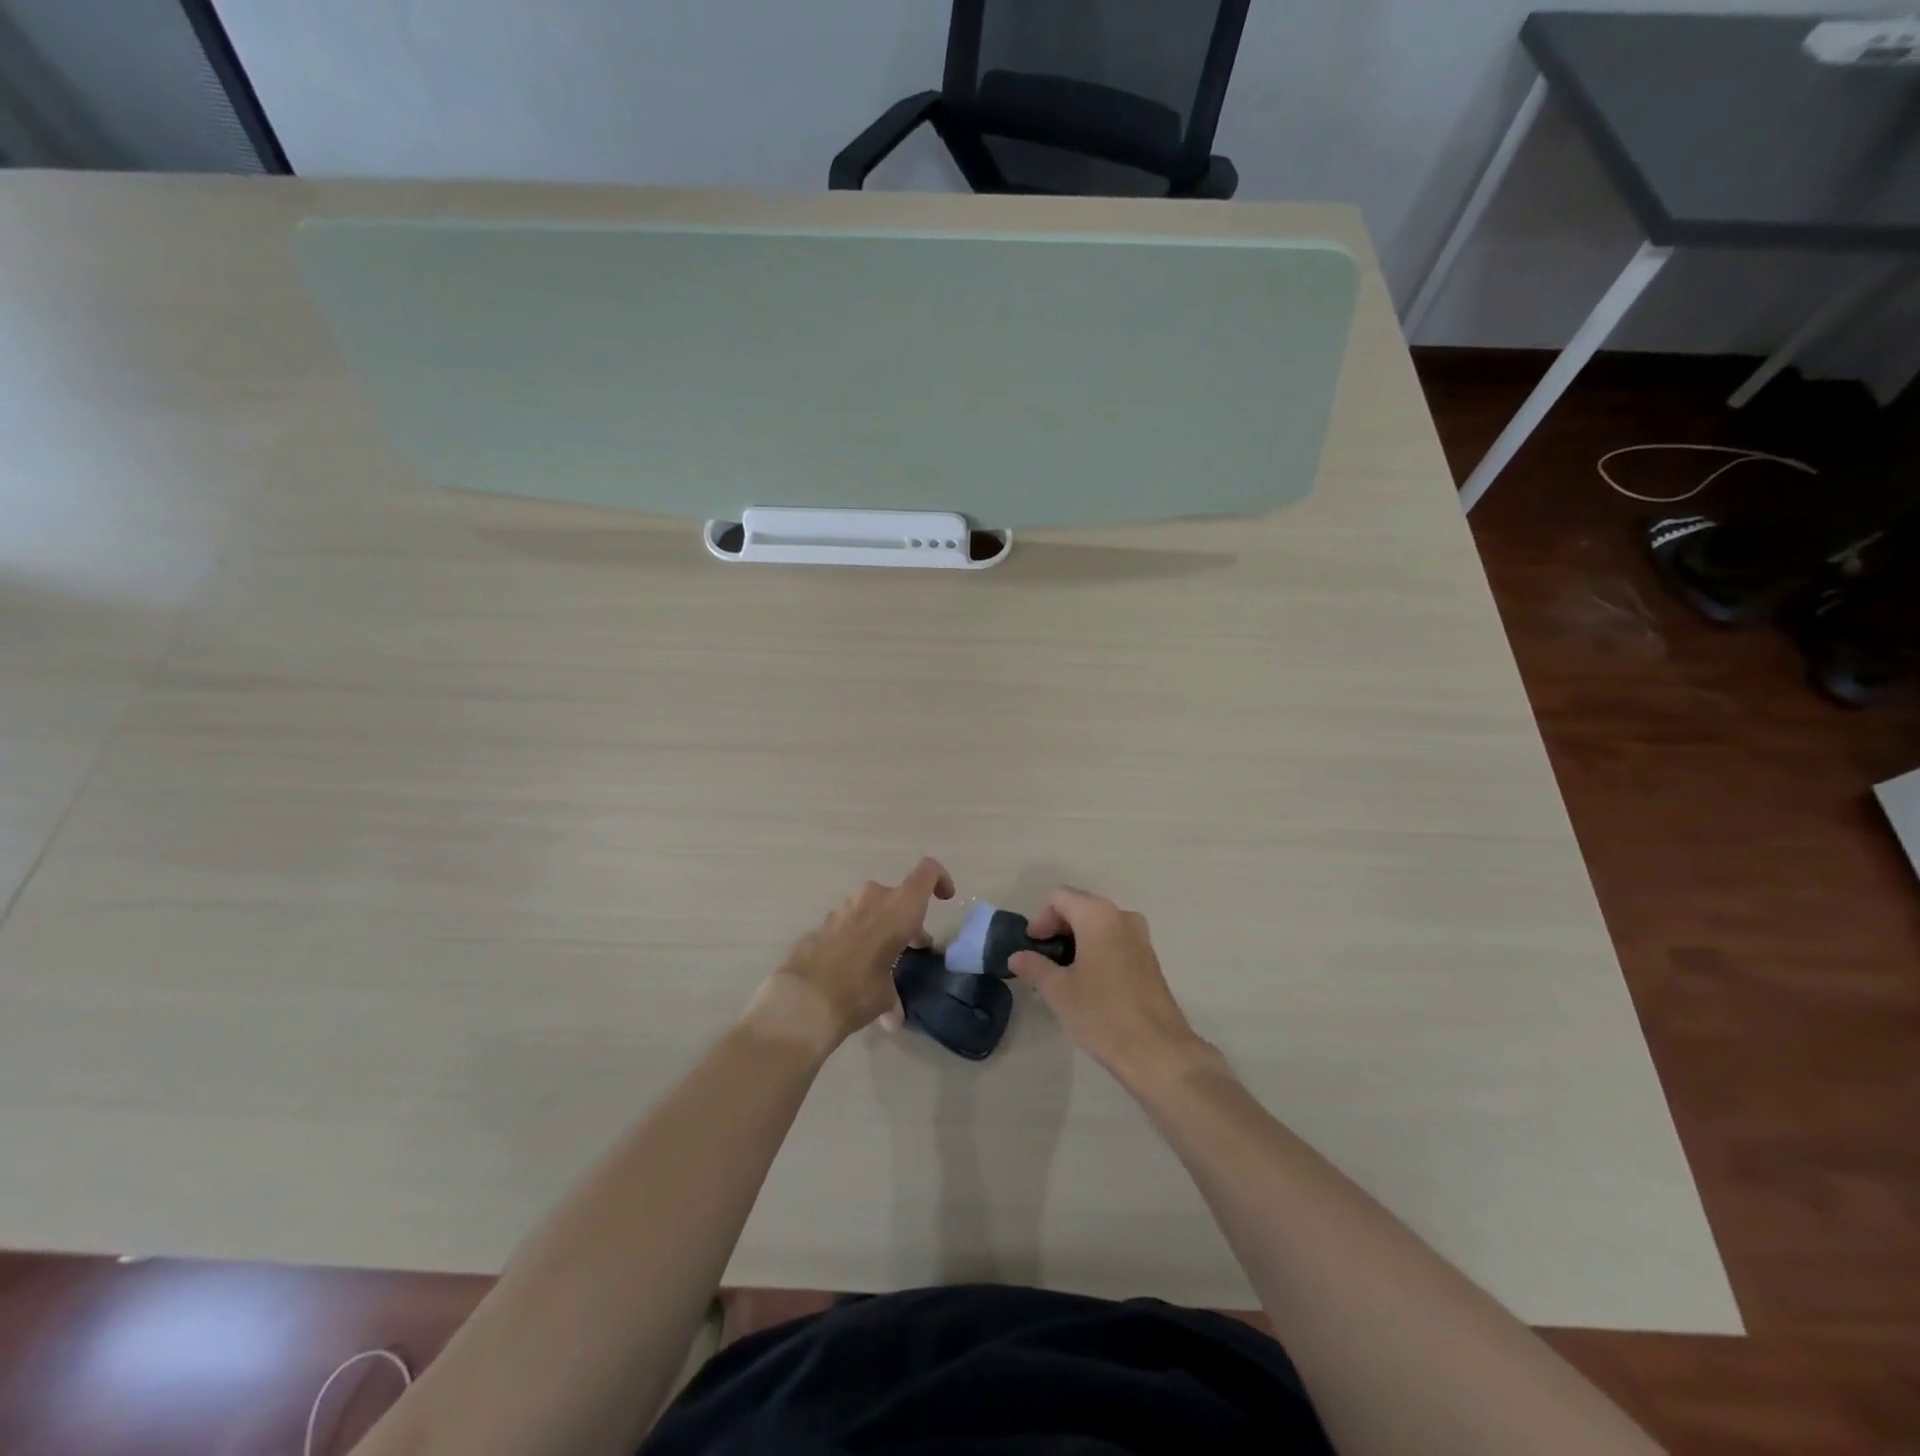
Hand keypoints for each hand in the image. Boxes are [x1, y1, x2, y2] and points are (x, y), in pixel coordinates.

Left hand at [755, 857, 955, 1054]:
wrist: (803, 998)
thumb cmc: (859, 990)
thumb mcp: (886, 997)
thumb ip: (893, 997)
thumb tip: (893, 1018)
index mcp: (899, 908)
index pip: (928, 871)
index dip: (940, 879)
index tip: (945, 899)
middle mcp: (873, 898)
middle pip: (898, 896)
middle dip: (907, 918)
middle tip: (912, 947)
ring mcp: (843, 907)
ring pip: (872, 907)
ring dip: (881, 927)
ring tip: (881, 960)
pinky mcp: (822, 922)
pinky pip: (849, 922)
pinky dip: (857, 937)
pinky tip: (852, 967)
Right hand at [1009, 887, 1213, 1084]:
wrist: (1157, 1051)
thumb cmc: (1101, 1014)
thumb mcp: (1058, 991)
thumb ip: (1034, 967)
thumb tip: (1016, 957)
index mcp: (1098, 916)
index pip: (1059, 898)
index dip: (1040, 919)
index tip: (1032, 947)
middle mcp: (1122, 916)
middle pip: (1080, 906)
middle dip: (1058, 929)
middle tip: (1043, 960)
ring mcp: (1140, 937)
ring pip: (1099, 925)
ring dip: (1077, 940)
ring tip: (1063, 973)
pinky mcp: (1149, 958)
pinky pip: (1115, 940)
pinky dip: (1097, 950)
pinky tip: (1089, 982)